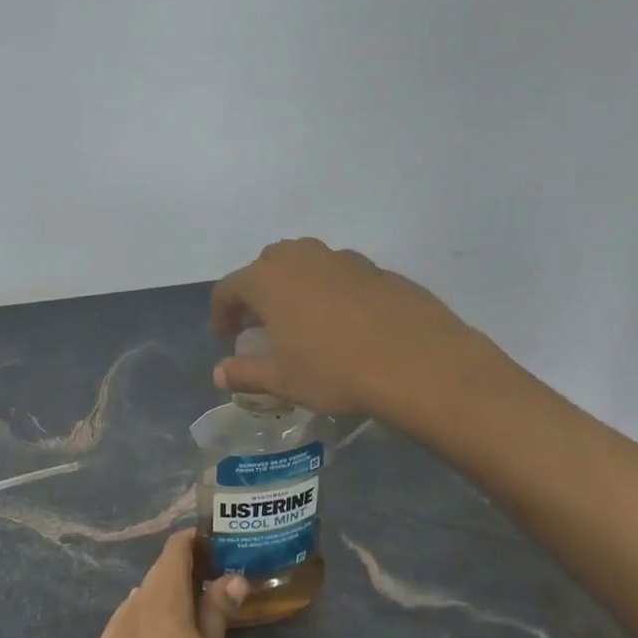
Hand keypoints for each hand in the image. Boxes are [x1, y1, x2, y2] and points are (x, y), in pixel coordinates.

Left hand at [87, 531, 247, 637]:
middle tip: (210, 585)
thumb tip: (231, 576)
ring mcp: (110, 635)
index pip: (174, 550)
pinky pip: (124, 626)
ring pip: (139, 600)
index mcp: (163, 600)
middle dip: (182, 571)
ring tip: (185, 618)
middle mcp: (131, 607)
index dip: (193, 542)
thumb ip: (217, 612)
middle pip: (157, 574)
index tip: (215, 548)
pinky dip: (143, 623)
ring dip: (162, 598)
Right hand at [210, 238, 487, 419]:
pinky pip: (340, 274)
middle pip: (265, 266)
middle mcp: (301, 257)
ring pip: (306, 263)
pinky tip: (346, 324)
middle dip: (257, 293)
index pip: (228, 288)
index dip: (222, 314)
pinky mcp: (377, 269)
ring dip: (295, 287)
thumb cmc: (334, 370)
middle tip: (263, 327)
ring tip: (304, 322)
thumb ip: (245, 372)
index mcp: (268, 278)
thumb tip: (219, 374)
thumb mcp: (283, 379)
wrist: (417, 362)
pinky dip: (331, 291)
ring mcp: (342, 258)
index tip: (228, 340)